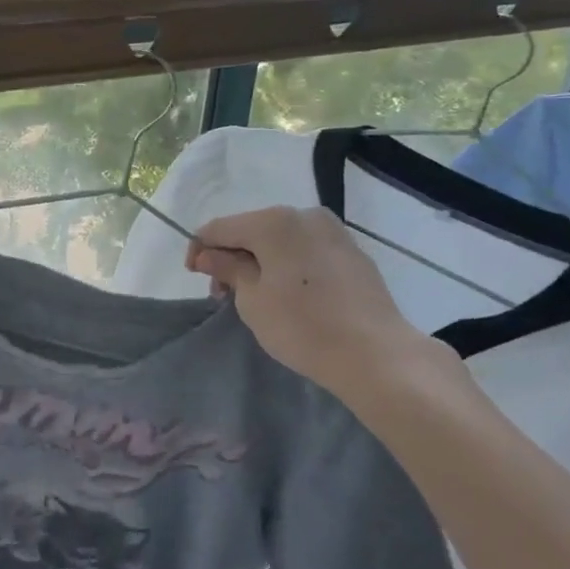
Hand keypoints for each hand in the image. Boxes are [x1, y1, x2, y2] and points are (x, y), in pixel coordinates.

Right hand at [186, 207, 432, 392]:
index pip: (220, 227)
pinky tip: (288, 293)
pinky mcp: (351, 251)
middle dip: (232, 256)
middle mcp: (304, 215)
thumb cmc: (302, 326)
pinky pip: (305, 249)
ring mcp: (332, 231)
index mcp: (274, 221)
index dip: (200, 249)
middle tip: (223, 294)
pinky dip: (287, 264)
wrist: (375, 354)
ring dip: (259, 261)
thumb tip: (208, 254)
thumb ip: (227, 269)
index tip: (194, 276)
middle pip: (252, 229)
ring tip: (254, 296)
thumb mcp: (252, 300)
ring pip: (280, 239)